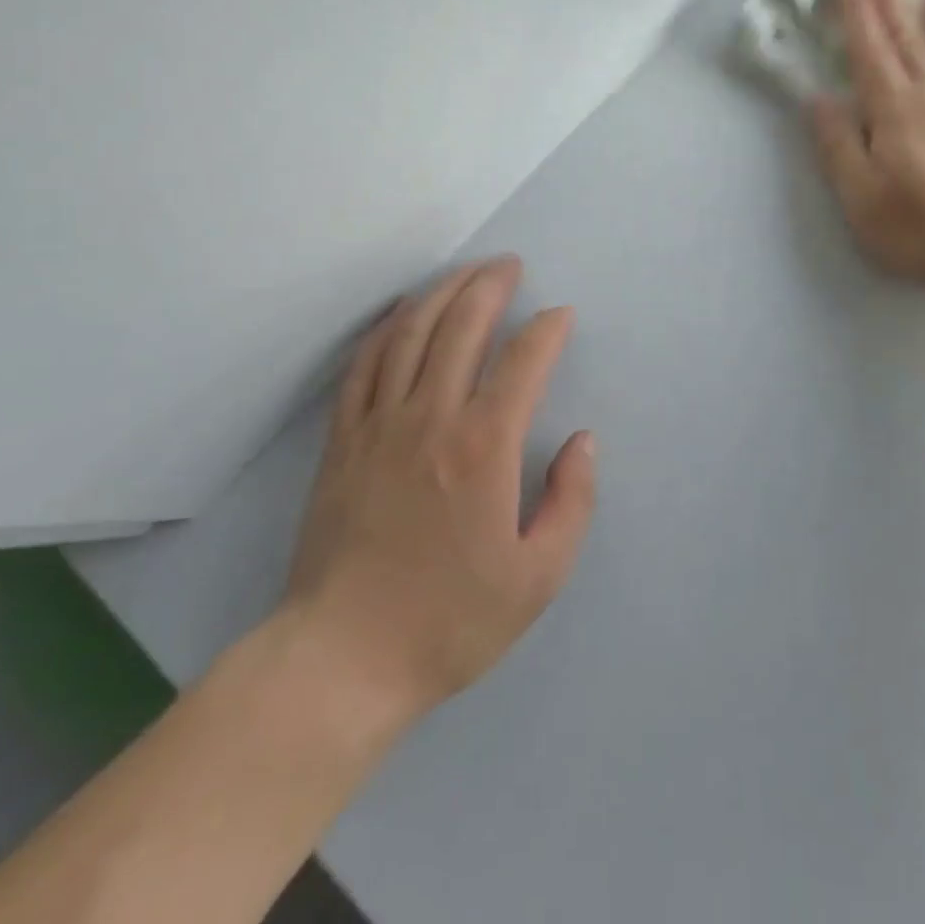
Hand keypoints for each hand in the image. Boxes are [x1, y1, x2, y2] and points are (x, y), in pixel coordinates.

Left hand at [281, 257, 595, 724]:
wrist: (344, 659)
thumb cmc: (450, 621)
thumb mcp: (538, 578)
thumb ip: (571, 502)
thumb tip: (581, 441)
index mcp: (484, 447)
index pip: (523, 361)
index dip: (547, 330)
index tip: (561, 316)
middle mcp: (431, 418)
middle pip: (462, 326)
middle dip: (491, 285)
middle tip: (510, 265)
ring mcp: (379, 423)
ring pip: (412, 332)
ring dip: (442, 292)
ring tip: (466, 272)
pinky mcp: (343, 439)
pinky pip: (365, 363)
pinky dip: (388, 326)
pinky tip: (404, 312)